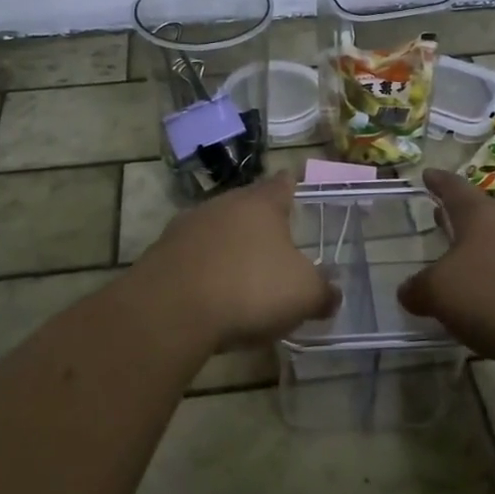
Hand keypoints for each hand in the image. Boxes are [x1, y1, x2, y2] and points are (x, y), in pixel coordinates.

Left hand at [126, 171, 338, 354]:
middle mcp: (223, 204)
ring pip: (217, 229)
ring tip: (244, 272)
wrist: (171, 310)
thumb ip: (323, 292)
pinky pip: (193, 256)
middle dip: (261, 222)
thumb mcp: (303, 295)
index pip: (282, 183)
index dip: (292, 185)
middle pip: (247, 206)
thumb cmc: (249, 288)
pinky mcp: (162, 253)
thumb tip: (333, 294)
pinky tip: (212, 294)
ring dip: (230, 246)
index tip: (296, 184)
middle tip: (277, 242)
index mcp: (261, 204)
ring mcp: (187, 226)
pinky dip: (205, 269)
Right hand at [398, 169, 494, 371]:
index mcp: (481, 215)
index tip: (427, 173)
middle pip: (483, 213)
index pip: (453, 188)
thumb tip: (409, 291)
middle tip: (440, 219)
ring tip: (470, 265)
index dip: (437, 181)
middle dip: (461, 219)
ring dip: (487, 249)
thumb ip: (420, 290)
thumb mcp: (443, 295)